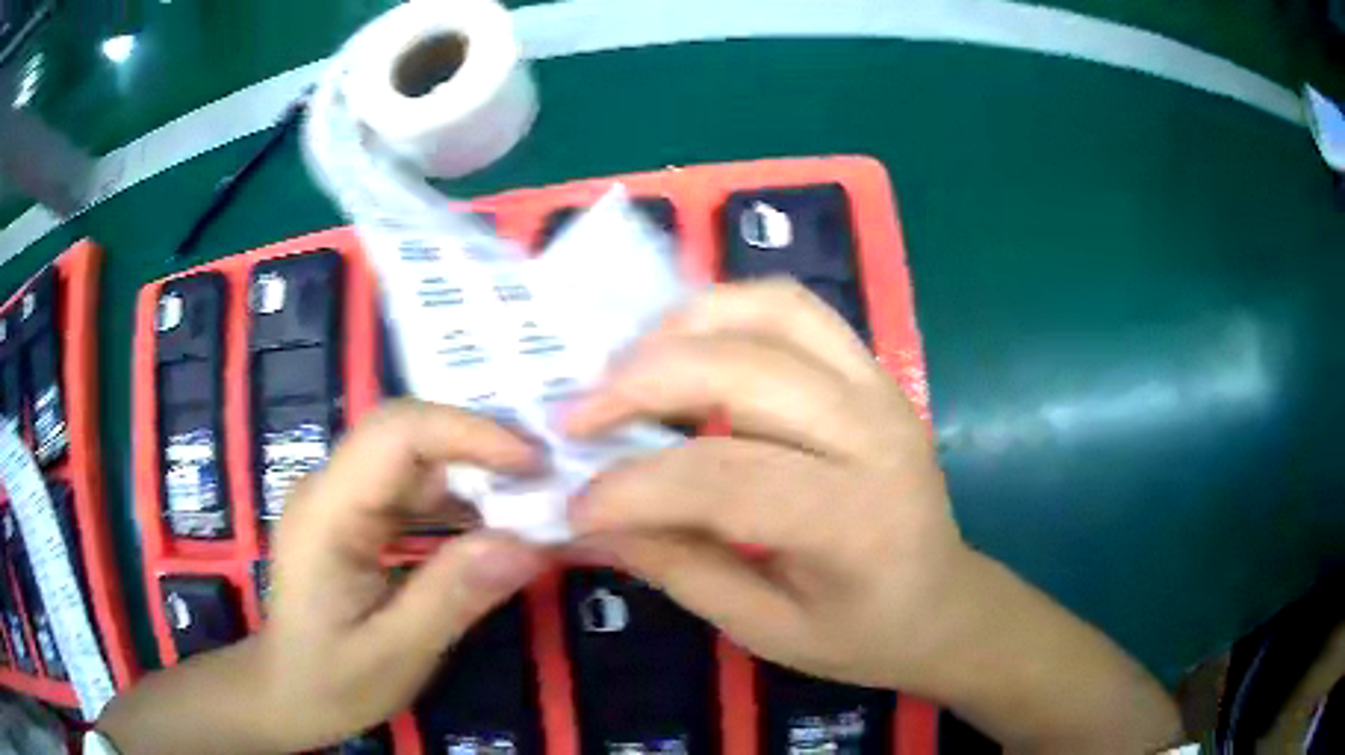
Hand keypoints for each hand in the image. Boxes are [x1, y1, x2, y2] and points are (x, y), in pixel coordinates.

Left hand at [258, 401, 547, 749]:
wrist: (286, 693)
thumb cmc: (331, 681)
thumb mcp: (395, 653)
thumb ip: (453, 596)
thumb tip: (527, 543)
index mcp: (327, 512)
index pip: (397, 433)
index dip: (469, 433)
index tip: (534, 463)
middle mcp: (330, 488)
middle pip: (406, 433)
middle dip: (478, 445)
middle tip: (546, 477)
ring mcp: (340, 499)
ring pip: (412, 457)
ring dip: (472, 471)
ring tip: (530, 500)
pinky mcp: (354, 517)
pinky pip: (410, 488)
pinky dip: (456, 499)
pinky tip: (490, 526)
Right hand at [564, 279, 961, 691]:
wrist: (944, 601)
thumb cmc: (862, 633)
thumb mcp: (765, 628)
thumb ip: (678, 567)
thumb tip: (593, 520)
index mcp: (856, 521)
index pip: (727, 480)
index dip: (636, 489)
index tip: (575, 504)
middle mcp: (876, 433)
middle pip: (744, 373)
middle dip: (641, 384)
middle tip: (578, 417)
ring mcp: (880, 387)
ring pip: (772, 312)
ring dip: (683, 327)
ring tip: (624, 368)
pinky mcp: (873, 369)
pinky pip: (795, 309)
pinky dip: (727, 311)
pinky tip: (685, 346)